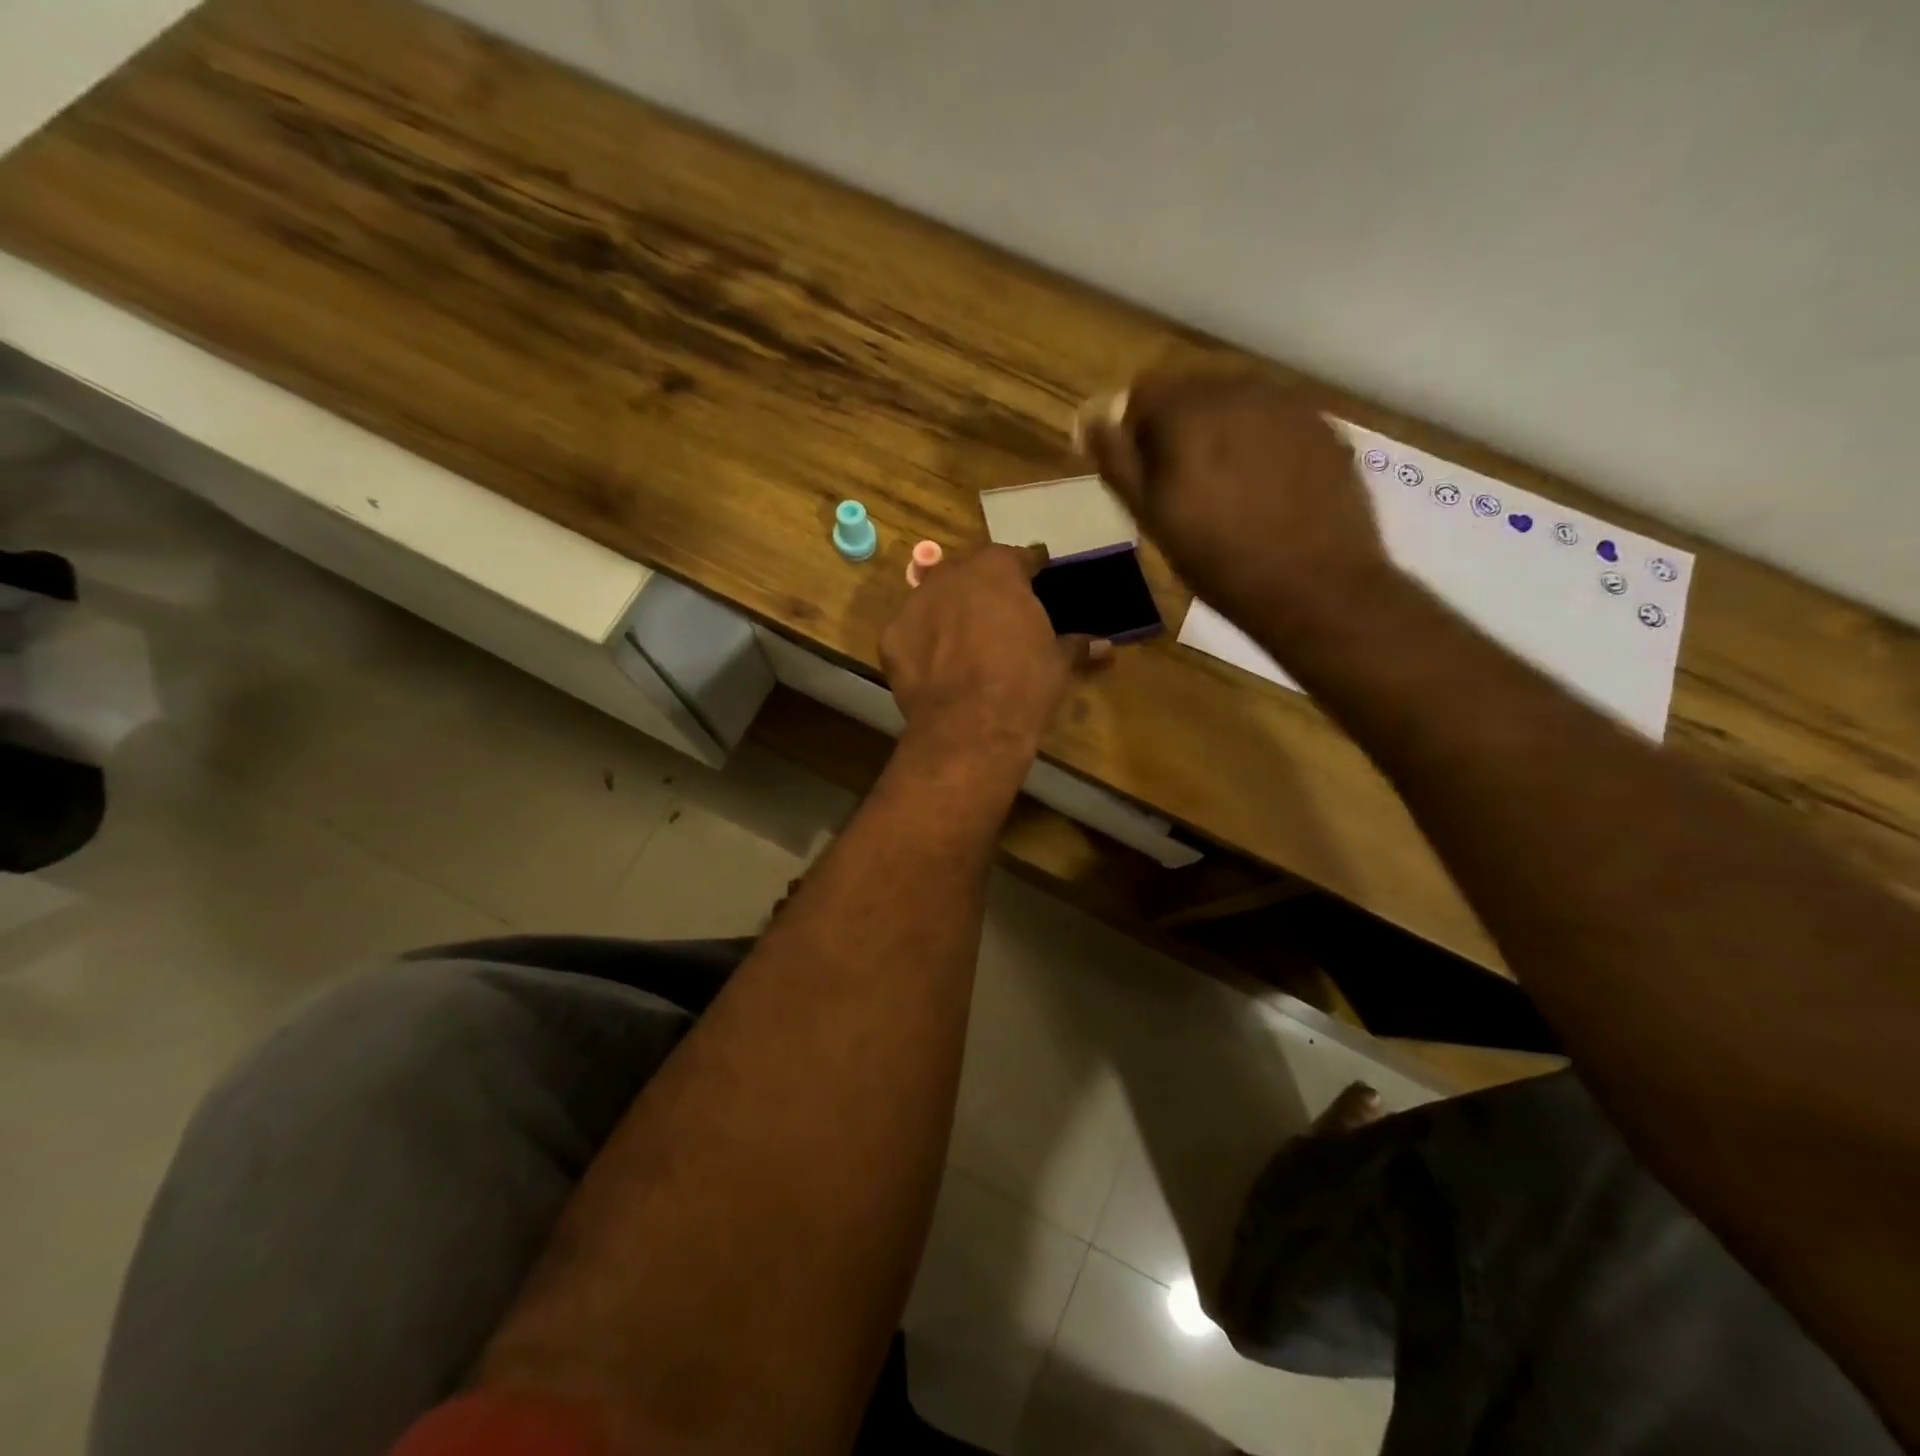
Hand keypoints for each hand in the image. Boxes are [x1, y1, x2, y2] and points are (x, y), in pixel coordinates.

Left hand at [881, 544, 1103, 762]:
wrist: (970, 726)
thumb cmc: (1024, 684)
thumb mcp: (1057, 662)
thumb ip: (1076, 645)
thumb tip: (1106, 646)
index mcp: (997, 570)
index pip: (1017, 556)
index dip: (1029, 567)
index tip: (1038, 575)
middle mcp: (952, 576)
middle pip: (969, 570)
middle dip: (983, 585)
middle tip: (997, 610)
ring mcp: (916, 603)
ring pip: (934, 597)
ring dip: (948, 610)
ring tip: (963, 639)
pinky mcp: (891, 636)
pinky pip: (911, 631)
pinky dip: (922, 642)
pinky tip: (935, 665)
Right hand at [1077, 370, 1393, 639]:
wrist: (1315, 588)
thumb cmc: (1218, 561)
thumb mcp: (1152, 518)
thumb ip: (1117, 461)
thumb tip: (1089, 418)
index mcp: (1189, 410)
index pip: (1144, 392)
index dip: (1135, 430)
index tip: (1142, 473)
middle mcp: (1240, 390)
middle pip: (1192, 392)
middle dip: (1179, 429)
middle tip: (1183, 486)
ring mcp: (1289, 404)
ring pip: (1236, 404)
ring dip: (1221, 433)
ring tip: (1227, 489)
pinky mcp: (1324, 427)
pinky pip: (1276, 421)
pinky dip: (1261, 443)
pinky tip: (1267, 488)